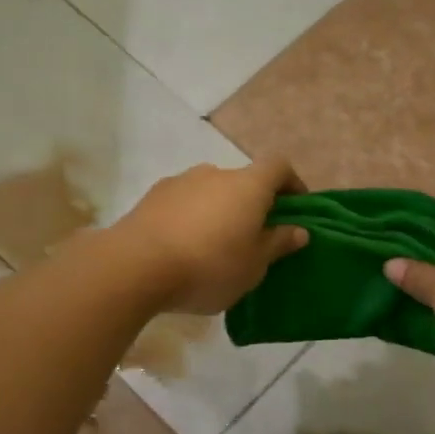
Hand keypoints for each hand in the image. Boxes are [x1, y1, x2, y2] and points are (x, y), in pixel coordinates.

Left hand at [109, 158, 308, 313]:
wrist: (135, 267)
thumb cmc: (209, 266)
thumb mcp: (254, 265)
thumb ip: (278, 244)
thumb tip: (299, 230)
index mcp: (248, 185)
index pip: (279, 166)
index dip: (292, 183)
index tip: (296, 208)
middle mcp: (214, 173)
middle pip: (243, 181)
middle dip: (252, 204)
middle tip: (253, 238)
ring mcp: (180, 182)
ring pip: (210, 192)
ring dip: (219, 211)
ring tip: (214, 247)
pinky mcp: (152, 197)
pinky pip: (183, 204)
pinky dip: (191, 219)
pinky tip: (184, 249)